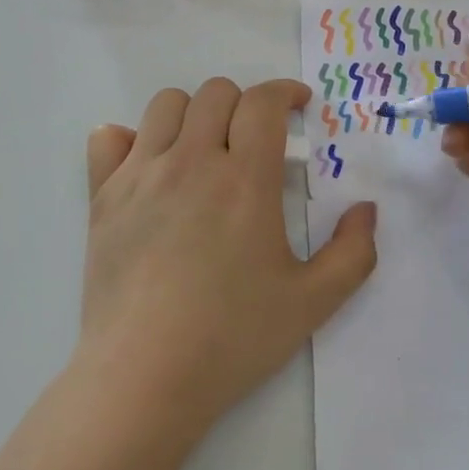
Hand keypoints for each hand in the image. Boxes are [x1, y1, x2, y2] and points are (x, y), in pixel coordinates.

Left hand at [79, 78, 377, 436]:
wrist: (144, 377)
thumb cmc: (232, 337)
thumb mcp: (313, 303)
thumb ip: (353, 252)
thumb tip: (366, 209)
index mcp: (244, 179)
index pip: (263, 101)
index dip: (285, 92)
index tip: (297, 106)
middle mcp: (191, 161)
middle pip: (216, 93)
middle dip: (244, 103)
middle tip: (254, 139)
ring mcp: (140, 175)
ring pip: (165, 105)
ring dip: (193, 114)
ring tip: (204, 148)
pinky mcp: (102, 197)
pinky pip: (108, 138)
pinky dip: (129, 139)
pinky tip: (147, 167)